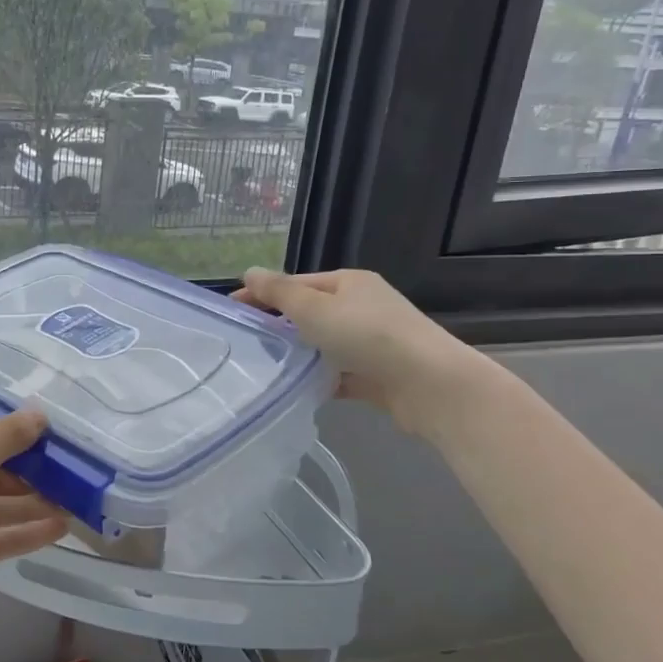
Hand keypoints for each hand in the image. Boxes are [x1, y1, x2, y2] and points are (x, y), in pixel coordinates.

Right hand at [234, 268, 485, 436]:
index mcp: (349, 282)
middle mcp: (363, 306)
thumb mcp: (313, 308)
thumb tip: (248, 272)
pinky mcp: (378, 374)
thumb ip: (278, 292)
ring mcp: (373, 341)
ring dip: (300, 354)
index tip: (234, 311)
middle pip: (311, 312)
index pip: (297, 283)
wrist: (429, 384)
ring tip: (266, 367)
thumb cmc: (366, 335)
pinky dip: (321, 379)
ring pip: (325, 344)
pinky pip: (339, 373)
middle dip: (280, 325)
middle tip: (247, 341)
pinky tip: (298, 390)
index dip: (264, 294)